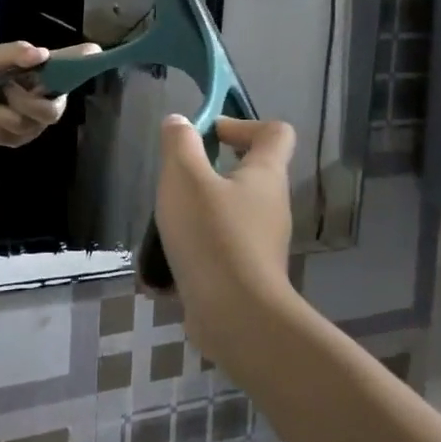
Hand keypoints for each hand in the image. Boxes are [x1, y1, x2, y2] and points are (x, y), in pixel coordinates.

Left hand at [0, 41, 101, 147]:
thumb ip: (15, 52)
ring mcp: (36, 124)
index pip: (79, 67)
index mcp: (51, 76)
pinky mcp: (19, 141)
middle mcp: (50, 101)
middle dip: (22, 101)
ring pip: (23, 125)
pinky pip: (6, 137)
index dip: (89, 63)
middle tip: (4, 88)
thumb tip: (40, 54)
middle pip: (52, 113)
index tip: (94, 53)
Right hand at [154, 115, 298, 357]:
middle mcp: (271, 205)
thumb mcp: (184, 177)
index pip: (275, 132)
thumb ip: (180, 144)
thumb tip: (180, 123)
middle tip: (176, 179)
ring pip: (230, 212)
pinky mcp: (248, 274)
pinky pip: (221, 248)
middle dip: (209, 170)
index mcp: (265, 174)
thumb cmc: (212, 235)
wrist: (236, 318)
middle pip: (248, 172)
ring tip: (165, 222)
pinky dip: (197, 248)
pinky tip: (166, 262)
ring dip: (198, 211)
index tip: (208, 135)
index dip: (243, 124)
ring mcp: (262, 243)